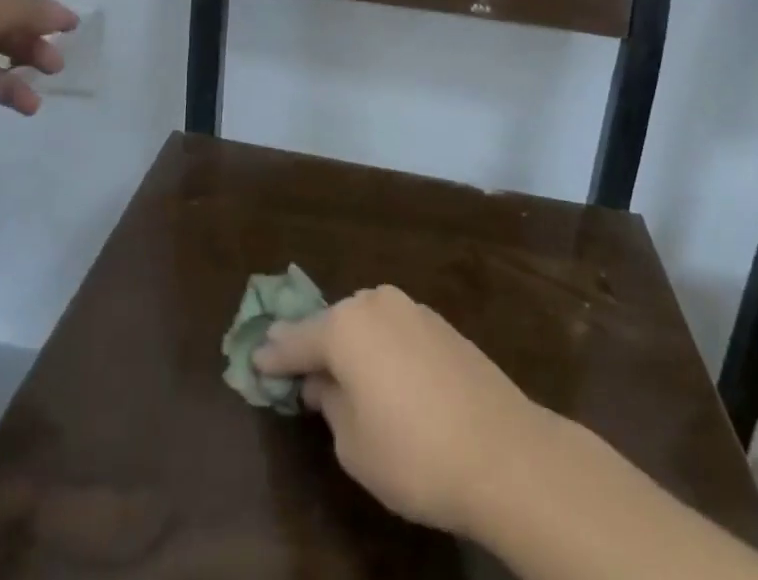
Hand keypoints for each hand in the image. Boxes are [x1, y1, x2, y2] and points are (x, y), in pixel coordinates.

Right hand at [254, 285, 555, 537]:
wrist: (503, 452)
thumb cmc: (414, 454)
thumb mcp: (352, 443)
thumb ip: (329, 403)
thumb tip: (322, 381)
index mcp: (344, 326)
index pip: (296, 340)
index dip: (273, 355)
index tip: (254, 359)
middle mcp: (374, 303)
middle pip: (332, 323)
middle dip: (313, 345)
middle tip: (295, 367)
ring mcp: (411, 308)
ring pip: (365, 323)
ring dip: (350, 345)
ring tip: (341, 374)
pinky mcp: (440, 323)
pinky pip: (394, 330)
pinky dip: (380, 347)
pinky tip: (385, 375)